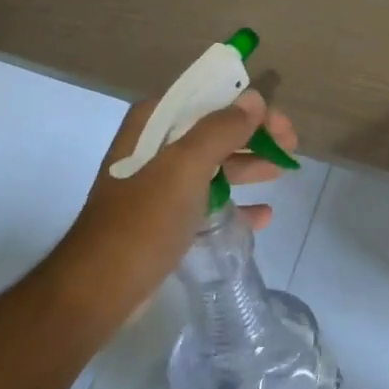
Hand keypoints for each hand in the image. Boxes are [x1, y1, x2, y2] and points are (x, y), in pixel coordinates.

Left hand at [60, 90, 296, 315]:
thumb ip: (222, 129)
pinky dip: (235, 203)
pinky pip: (207, 200)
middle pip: (214, 128)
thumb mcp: (186, 167)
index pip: (207, 96)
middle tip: (290, 146)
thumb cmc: (143, 220)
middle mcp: (154, 146)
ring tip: (282, 172)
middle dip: (253, 134)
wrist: (98, 292)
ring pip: (213, 163)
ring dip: (248, 164)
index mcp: (153, 123)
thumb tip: (253, 98)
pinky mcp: (163, 218)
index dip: (247, 104)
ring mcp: (158, 184)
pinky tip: (262, 215)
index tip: (279, 123)